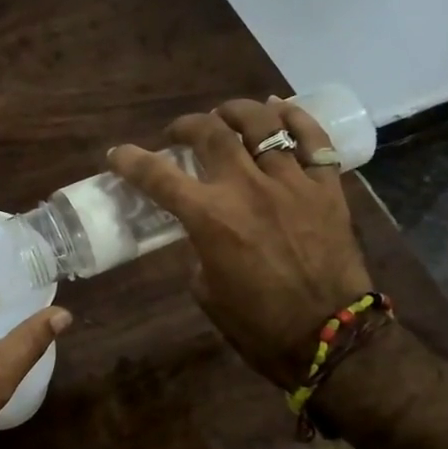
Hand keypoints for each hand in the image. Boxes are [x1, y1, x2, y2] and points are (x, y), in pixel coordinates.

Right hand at [109, 98, 371, 390]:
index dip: (131, 160)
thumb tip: (202, 230)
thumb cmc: (257, 324)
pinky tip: (280, 109)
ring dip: (236, 112)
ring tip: (226, 115)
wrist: (330, 339)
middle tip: (179, 134)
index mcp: (210, 218)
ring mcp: (291, 183)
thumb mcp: (206, 289)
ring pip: (262, 124)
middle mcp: (247, 188)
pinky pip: (314, 139)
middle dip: (186, 126)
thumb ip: (198, 248)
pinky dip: (295, 118)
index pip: (158, 176)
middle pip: (211, 133)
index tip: (118, 154)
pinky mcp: (327, 188)